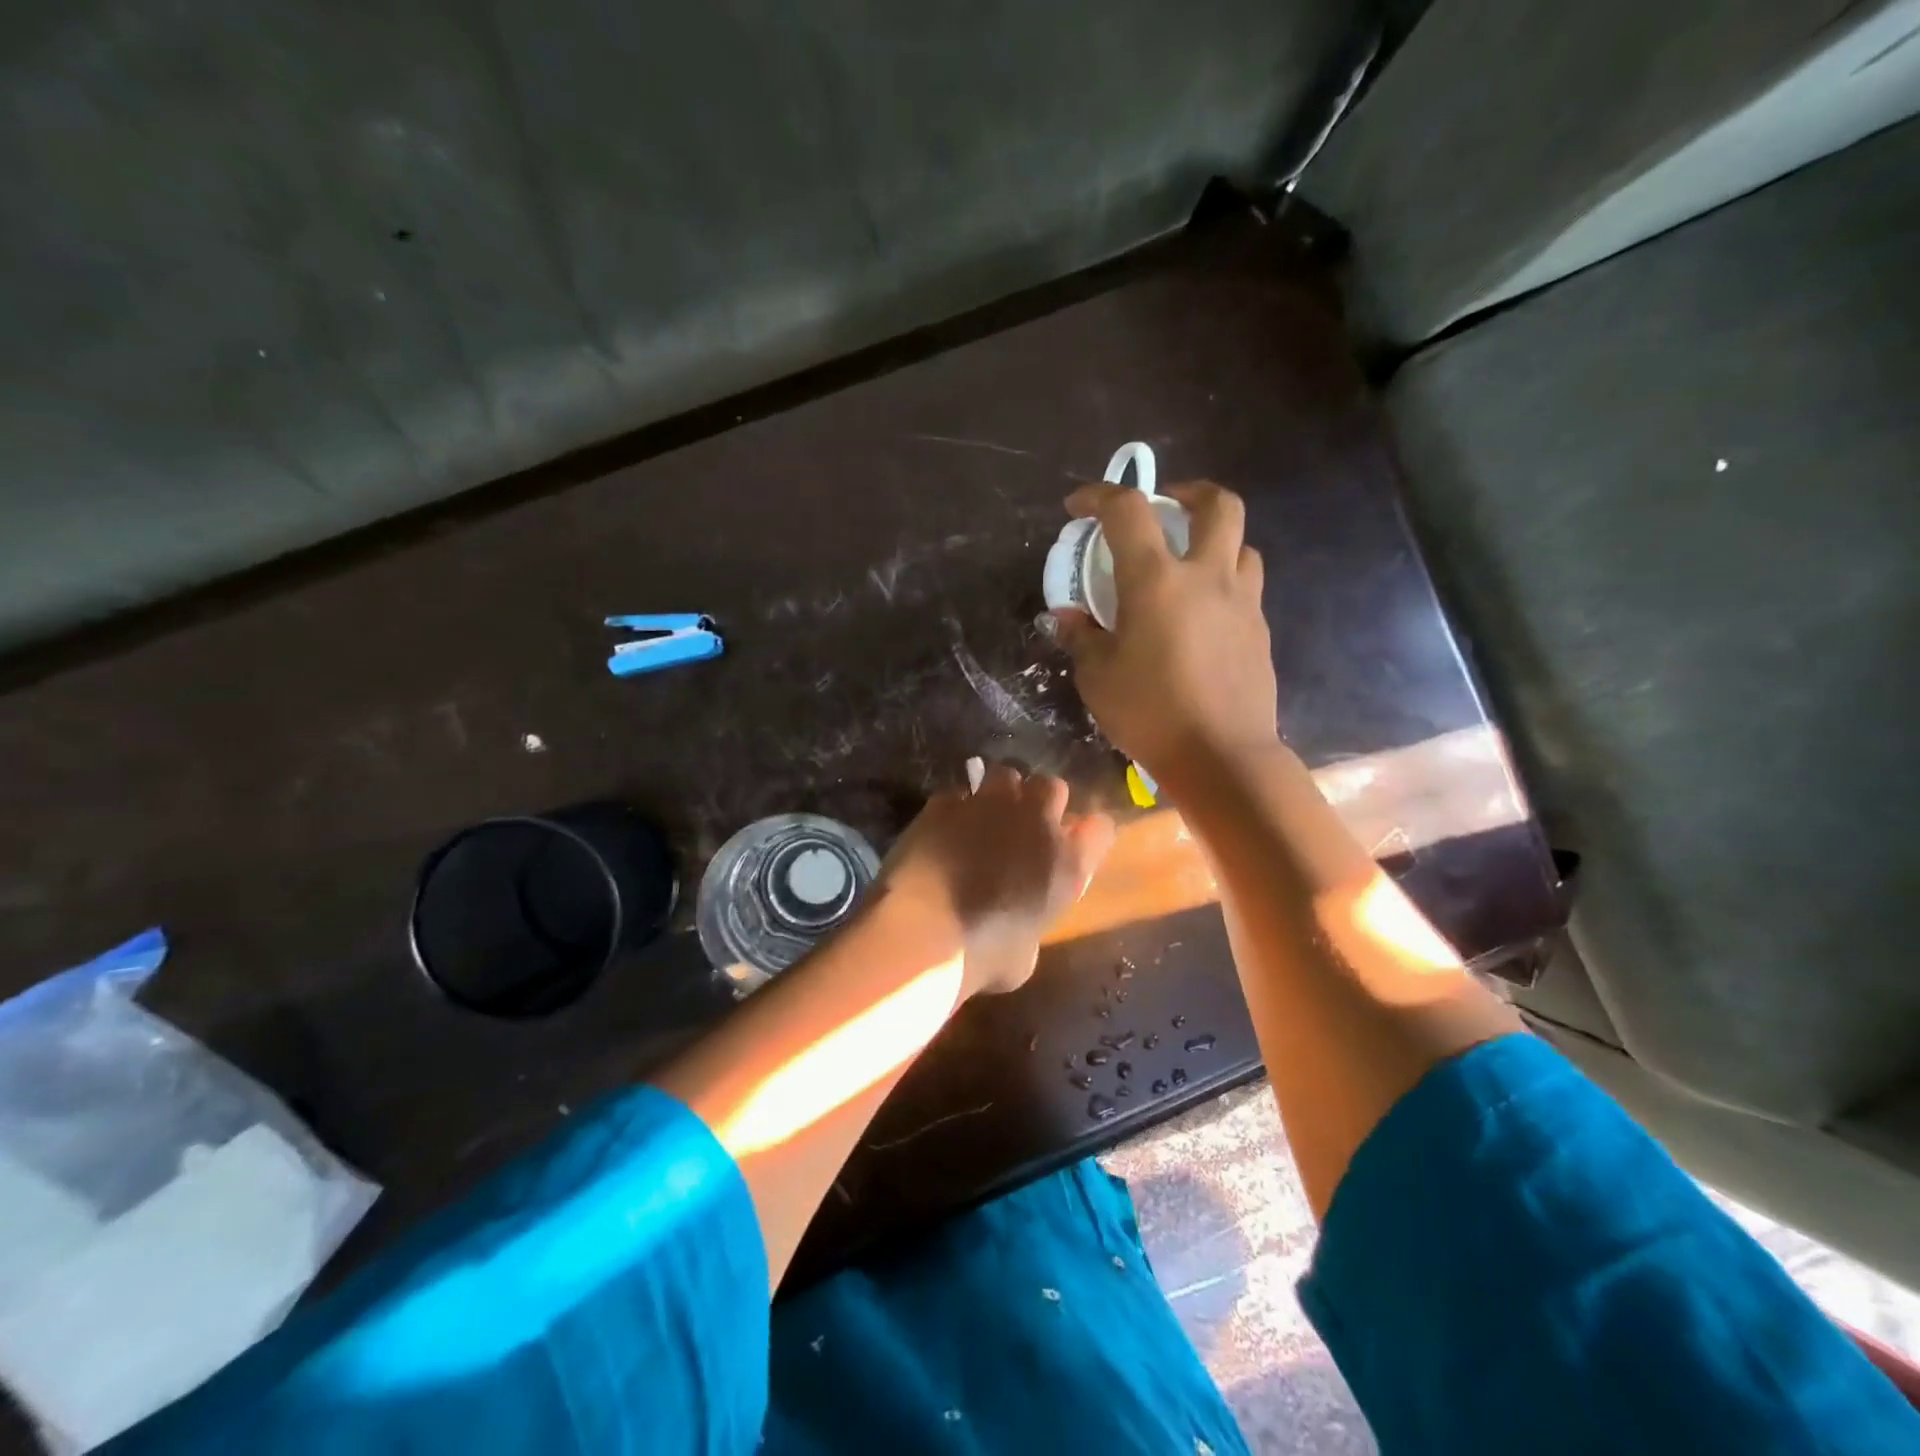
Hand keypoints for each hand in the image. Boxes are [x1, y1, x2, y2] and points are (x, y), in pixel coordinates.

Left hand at [880, 765, 1113, 997]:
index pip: (1100, 828)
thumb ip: (1032, 926)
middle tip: (1025, 824)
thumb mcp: (1024, 957)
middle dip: (1042, 800)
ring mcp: (989, 804)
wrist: (927, 931)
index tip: (1076, 843)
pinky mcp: (945, 802)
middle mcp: (1036, 821)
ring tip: (985, 816)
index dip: (1088, 834)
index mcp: (1067, 862)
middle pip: (1053, 787)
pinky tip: (945, 828)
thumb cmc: (984, 955)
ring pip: (1005, 775)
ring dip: (1000, 793)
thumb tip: (1021, 928)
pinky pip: (958, 794)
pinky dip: (956, 808)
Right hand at [1052, 481, 1278, 786]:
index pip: (1128, 511)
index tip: (1079, 505)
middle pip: (1218, 504)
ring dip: (1214, 540)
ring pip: (1242, 544)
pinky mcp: (1259, 631)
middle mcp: (1206, 577)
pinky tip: (1203, 615)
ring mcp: (1242, 602)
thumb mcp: (1097, 678)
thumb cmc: (1149, 713)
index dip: (1099, 495)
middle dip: (1189, 492)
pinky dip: (1223, 583)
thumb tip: (1067, 618)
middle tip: (1166, 506)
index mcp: (1157, 580)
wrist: (1221, 756)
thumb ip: (1082, 637)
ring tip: (1189, 563)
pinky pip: (1246, 588)